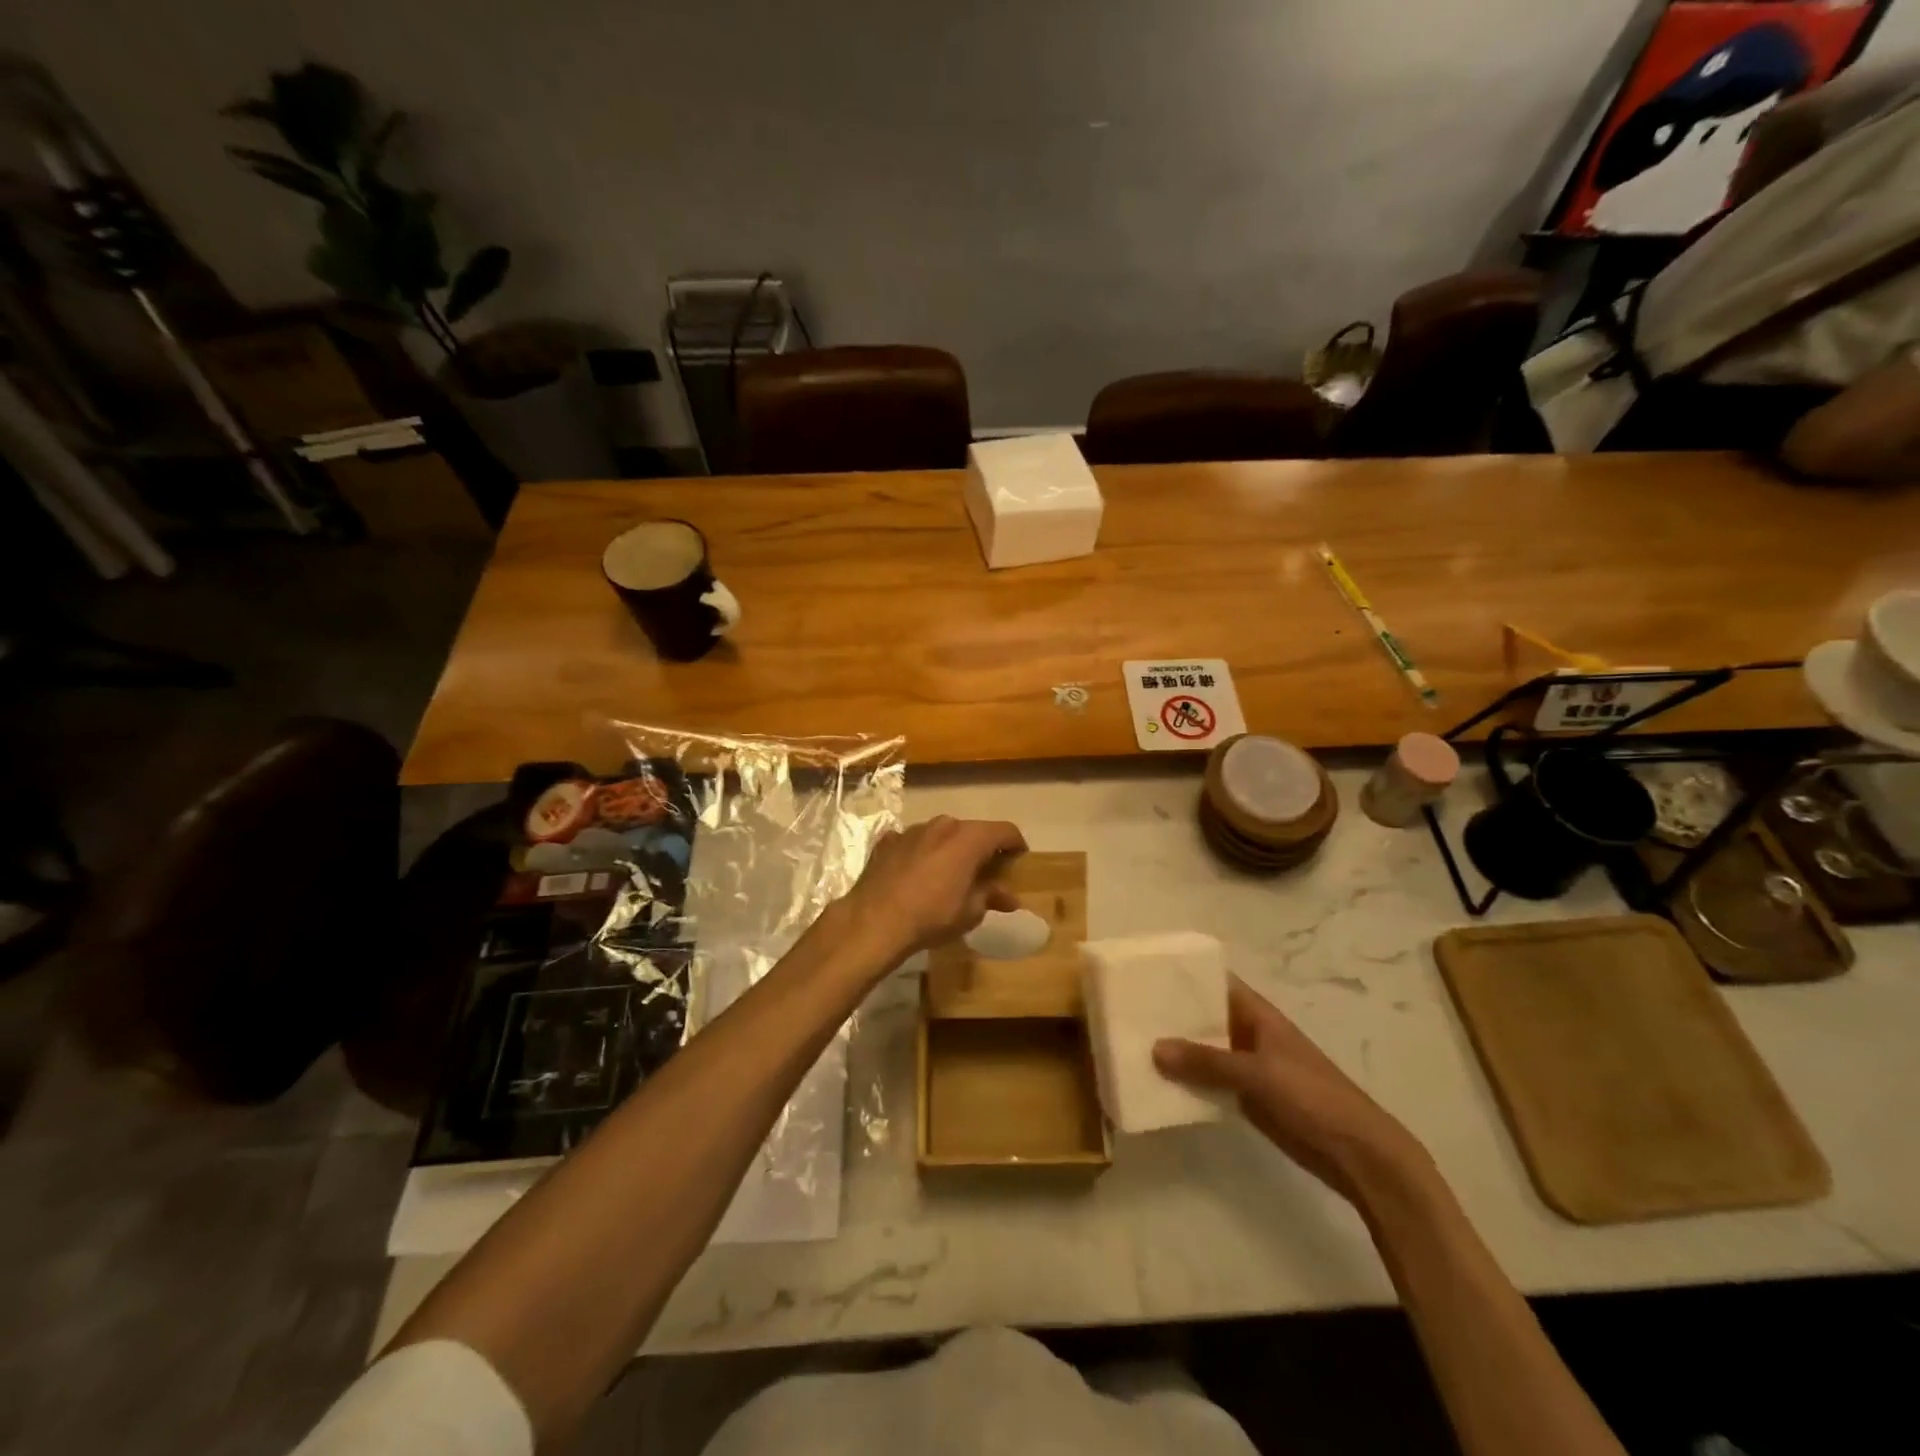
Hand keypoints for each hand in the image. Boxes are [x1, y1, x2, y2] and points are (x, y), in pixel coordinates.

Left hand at [837, 816, 1026, 962]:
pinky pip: (913, 843)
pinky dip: (921, 854)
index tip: (1019, 858)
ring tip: (949, 875)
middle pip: (971, 830)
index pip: (1004, 831)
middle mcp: (942, 825)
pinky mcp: (888, 841)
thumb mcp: (970, 912)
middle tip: (985, 872)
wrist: (874, 921)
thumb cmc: (932, 916)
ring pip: (941, 834)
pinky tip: (917, 875)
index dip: (1015, 843)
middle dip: (981, 848)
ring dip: (949, 849)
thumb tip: (1010, 896)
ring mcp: (912, 830)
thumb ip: (991, 896)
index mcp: (968, 838)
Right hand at [1154, 976, 1428, 1205]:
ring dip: (1176, 1051)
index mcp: (1258, 1015)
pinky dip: (1187, 1081)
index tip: (1145, 973)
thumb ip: (1207, 1062)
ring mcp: (1248, 1067)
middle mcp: (1249, 1034)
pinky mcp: (1247, 1098)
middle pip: (1205, 1017)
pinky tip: (1156, 1083)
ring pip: (1204, 1051)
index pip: (1215, 983)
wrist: (1357, 1154)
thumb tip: (1155, 1047)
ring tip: (1131, 1044)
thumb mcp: (1258, 1073)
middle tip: (1126, 1011)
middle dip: (1172, 1015)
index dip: (1184, 976)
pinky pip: (1209, 1082)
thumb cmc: (1313, 1097)